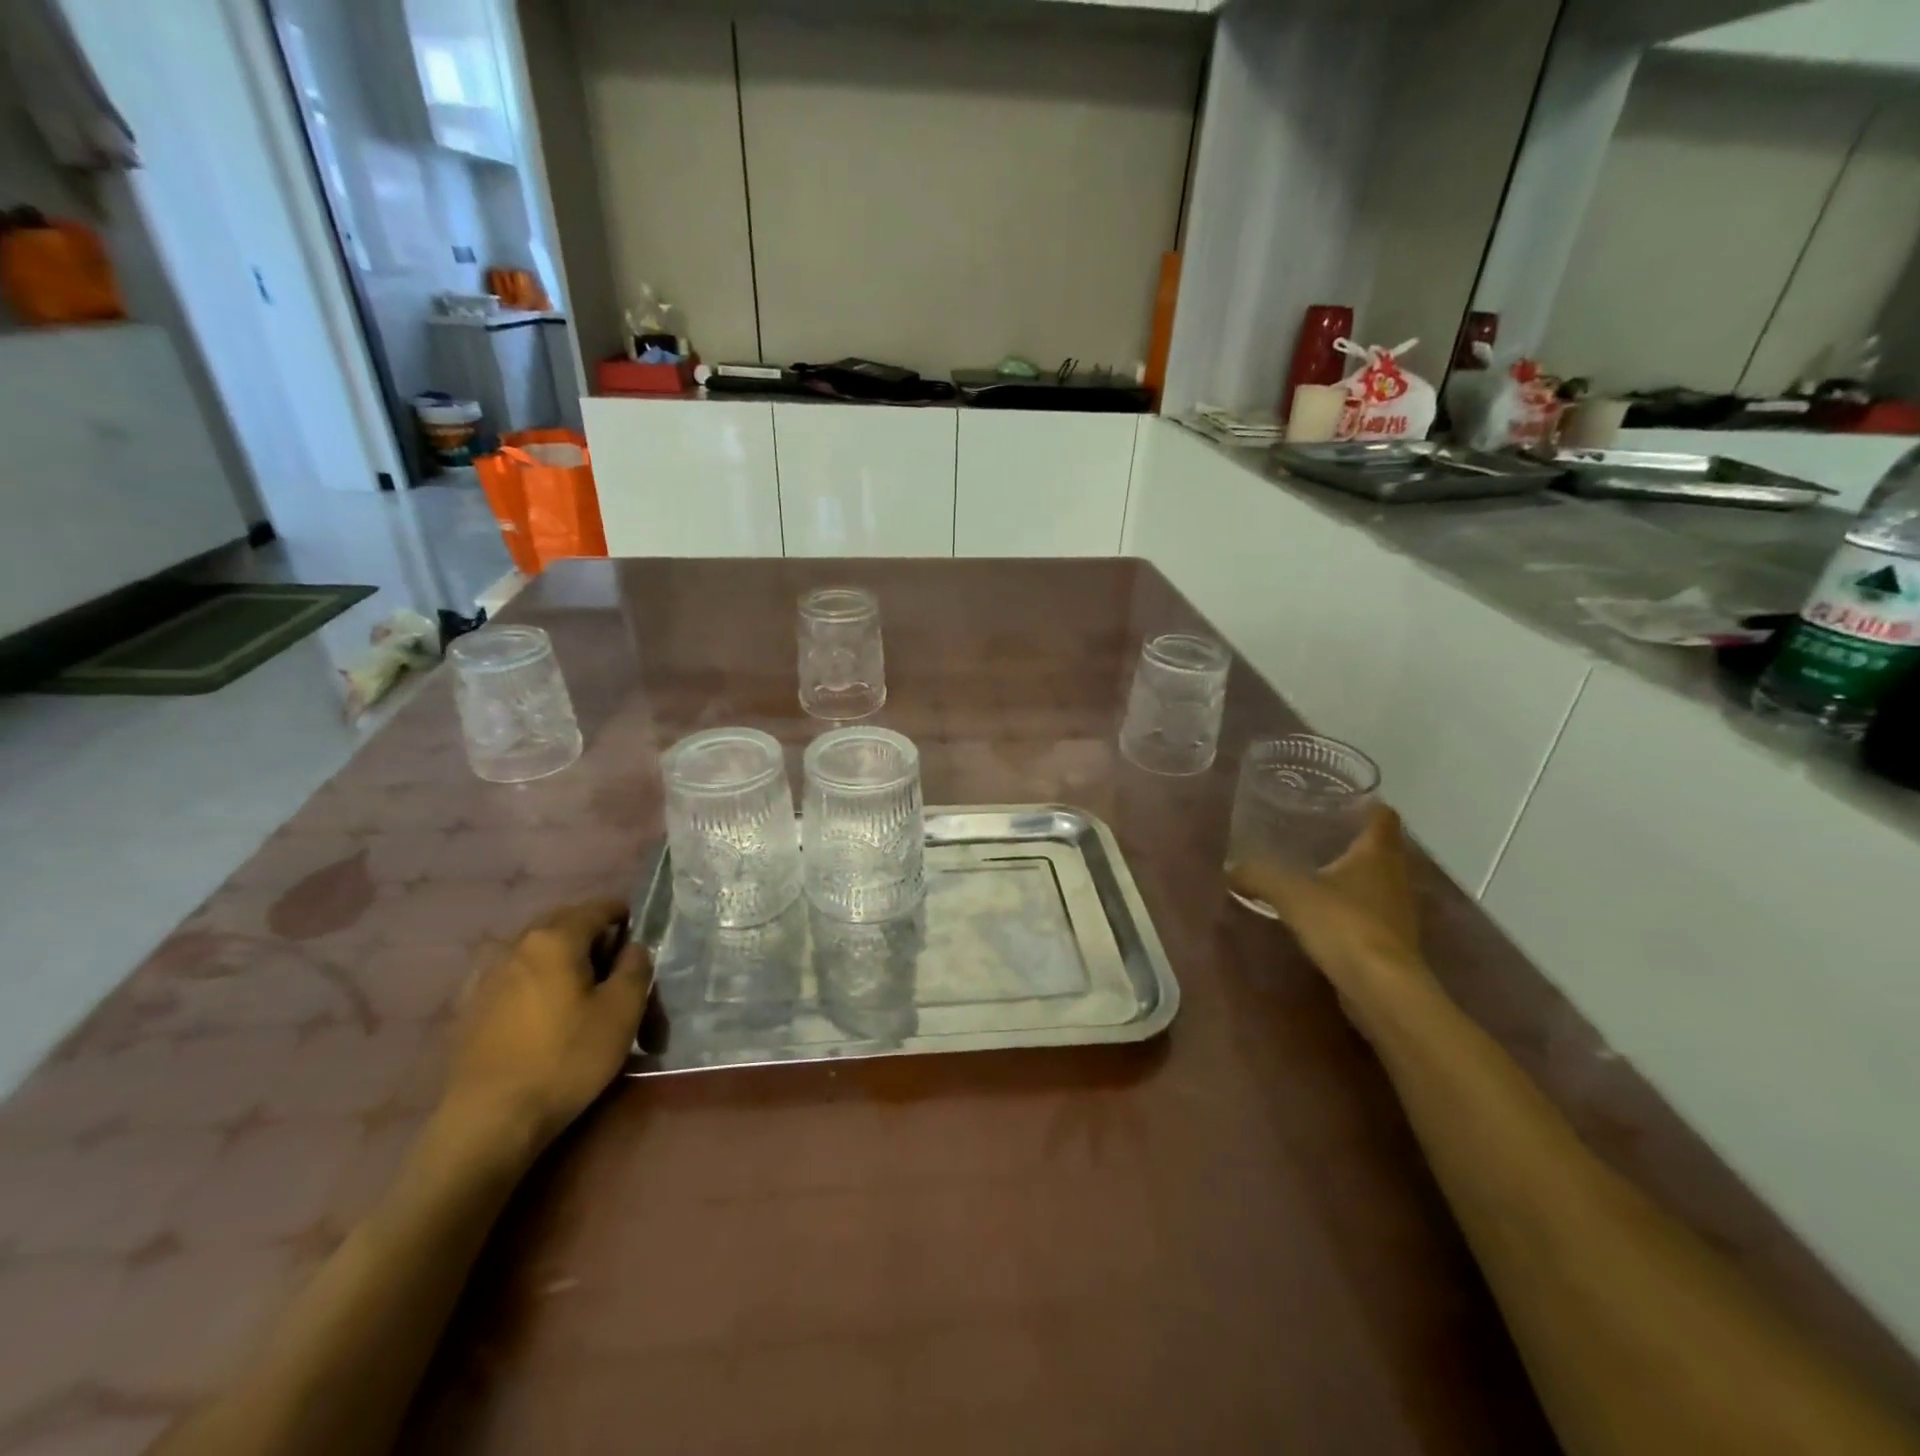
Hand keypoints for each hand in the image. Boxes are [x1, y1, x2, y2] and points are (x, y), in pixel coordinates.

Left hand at [441, 898, 651, 1149]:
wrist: (490, 1119)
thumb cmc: (566, 1058)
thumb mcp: (622, 1012)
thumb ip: (635, 969)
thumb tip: (633, 947)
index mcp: (555, 939)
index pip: (595, 908)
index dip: (620, 912)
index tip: (637, 926)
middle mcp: (516, 946)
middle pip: (559, 922)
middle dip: (587, 929)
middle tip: (611, 955)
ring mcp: (485, 976)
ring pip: (531, 947)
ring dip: (557, 953)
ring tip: (576, 980)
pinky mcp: (468, 1008)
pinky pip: (509, 974)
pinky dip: (531, 976)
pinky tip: (539, 1003)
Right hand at [1229, 807, 1427, 998]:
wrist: (1382, 989)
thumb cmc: (1343, 925)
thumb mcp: (1290, 893)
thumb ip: (1258, 876)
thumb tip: (1230, 868)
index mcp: (1377, 854)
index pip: (1383, 816)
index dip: (1368, 804)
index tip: (1344, 797)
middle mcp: (1395, 877)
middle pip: (1382, 847)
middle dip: (1355, 837)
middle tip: (1320, 829)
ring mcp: (1397, 911)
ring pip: (1377, 880)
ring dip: (1354, 873)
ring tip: (1317, 867)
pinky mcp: (1392, 941)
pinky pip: (1371, 910)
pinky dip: (1351, 904)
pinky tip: (1324, 909)